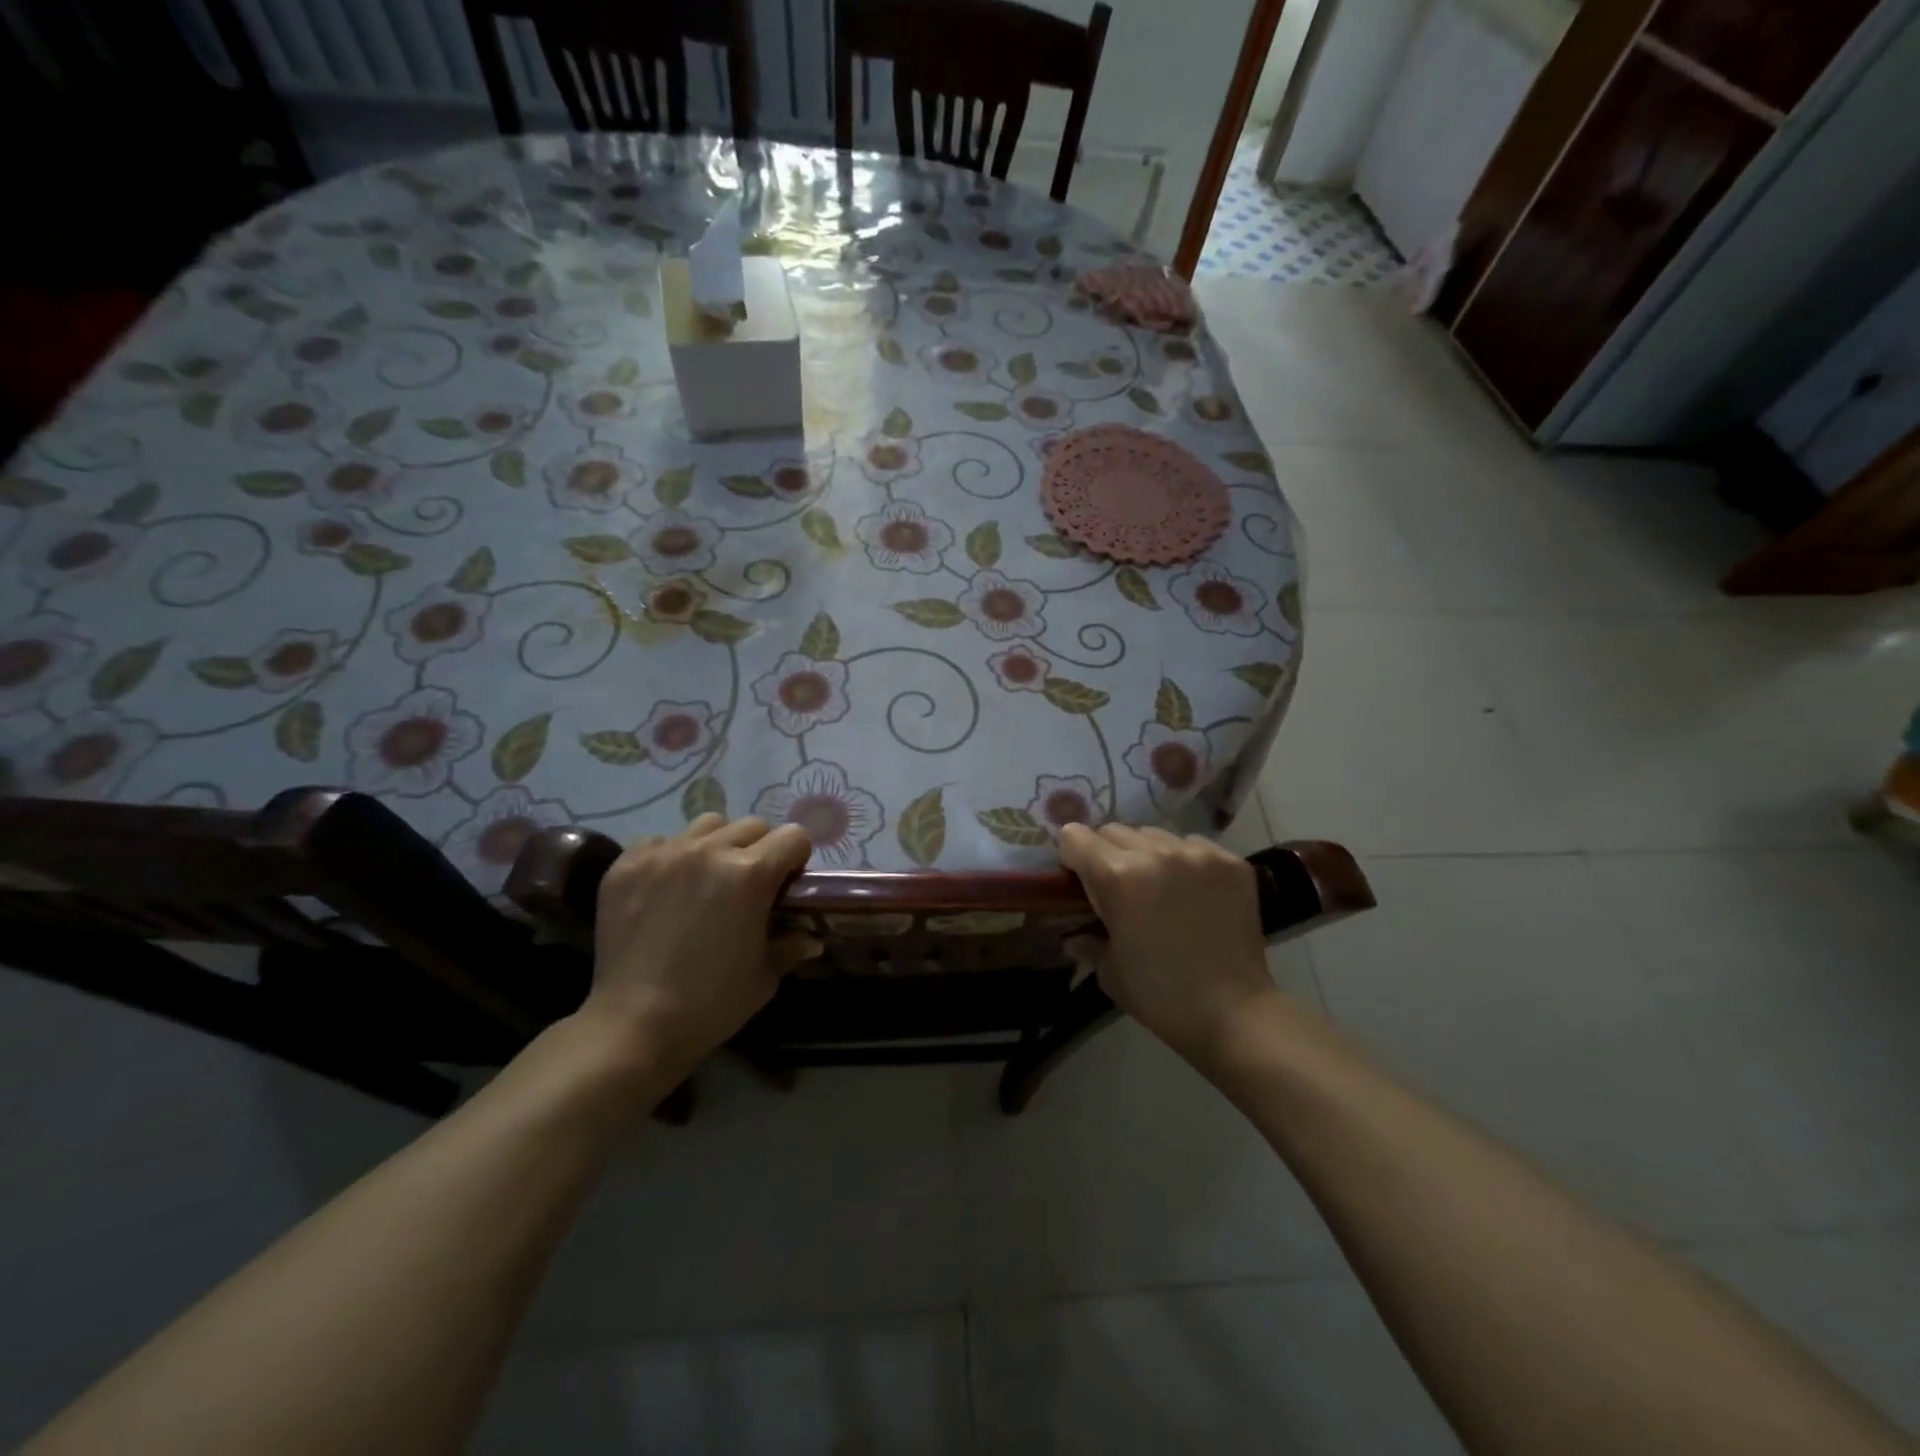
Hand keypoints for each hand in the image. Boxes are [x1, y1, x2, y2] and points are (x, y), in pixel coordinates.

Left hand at [587, 814, 817, 1068]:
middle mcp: (709, 851)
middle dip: (760, 849)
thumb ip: (790, 946)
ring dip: (717, 845)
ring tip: (706, 878)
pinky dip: (671, 857)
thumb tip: (811, 938)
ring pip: (706, 825)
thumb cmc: (712, 1003)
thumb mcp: (764, 976)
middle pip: (752, 825)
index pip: (793, 836)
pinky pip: (660, 841)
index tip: (787, 885)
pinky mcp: (626, 865)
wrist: (634, 1025)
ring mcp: (664, 854)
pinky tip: (666, 889)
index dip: (796, 860)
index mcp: (751, 873)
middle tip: (748, 885)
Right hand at [1056, 823, 1278, 1063]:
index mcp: (1118, 877)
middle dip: (1106, 854)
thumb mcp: (1110, 971)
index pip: (1075, 837)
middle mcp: (1156, 853)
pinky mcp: (1231, 862)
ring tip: (1159, 888)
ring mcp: (1198, 854)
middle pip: (1114, 830)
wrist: (1234, 1014)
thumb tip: (1073, 936)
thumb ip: (1087, 941)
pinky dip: (1185, 861)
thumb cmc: (1161, 996)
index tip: (1080, 881)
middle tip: (1118, 888)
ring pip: (1154, 834)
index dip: (1072, 858)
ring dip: (1147, 854)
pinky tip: (1193, 892)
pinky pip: (1193, 844)